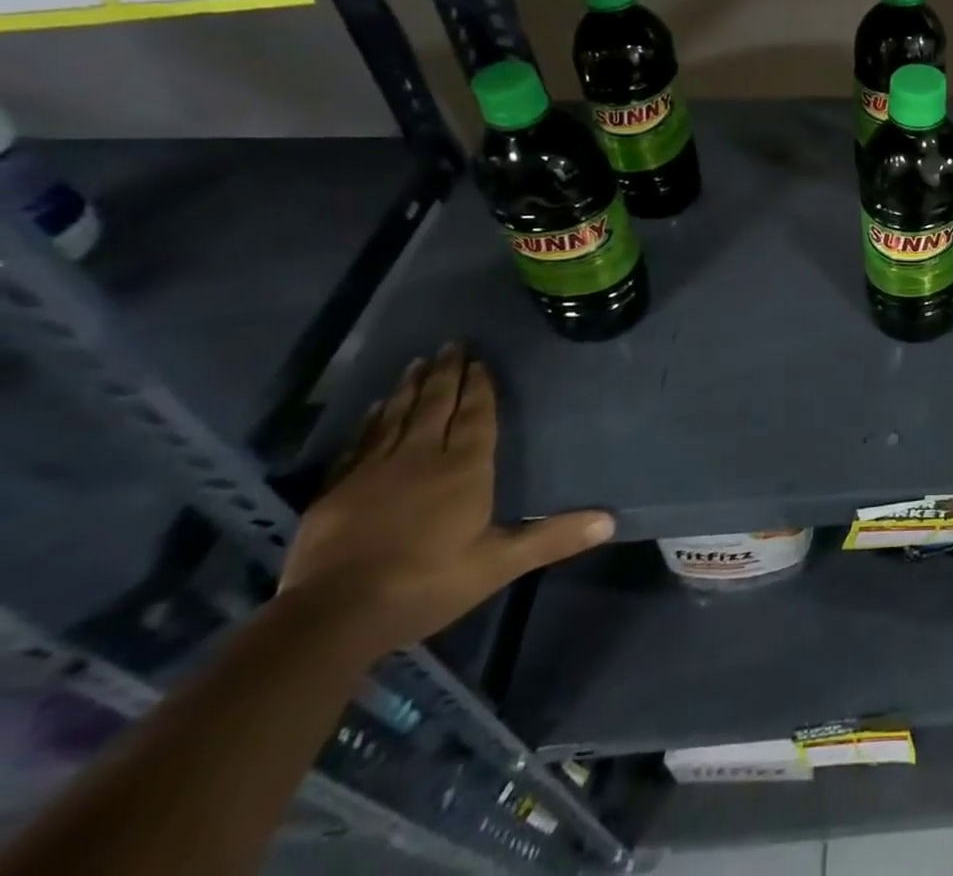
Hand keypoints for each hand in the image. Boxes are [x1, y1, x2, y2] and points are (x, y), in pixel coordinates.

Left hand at [279, 345, 614, 656]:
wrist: (333, 616)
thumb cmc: (427, 583)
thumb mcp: (499, 564)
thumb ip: (552, 538)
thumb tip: (611, 521)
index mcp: (464, 469)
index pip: (475, 416)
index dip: (480, 387)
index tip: (480, 360)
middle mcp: (421, 457)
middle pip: (437, 405)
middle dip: (446, 374)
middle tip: (452, 344)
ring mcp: (375, 470)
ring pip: (397, 416)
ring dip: (410, 388)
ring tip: (418, 362)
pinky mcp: (338, 490)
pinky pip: (360, 442)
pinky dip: (371, 421)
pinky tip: (376, 407)